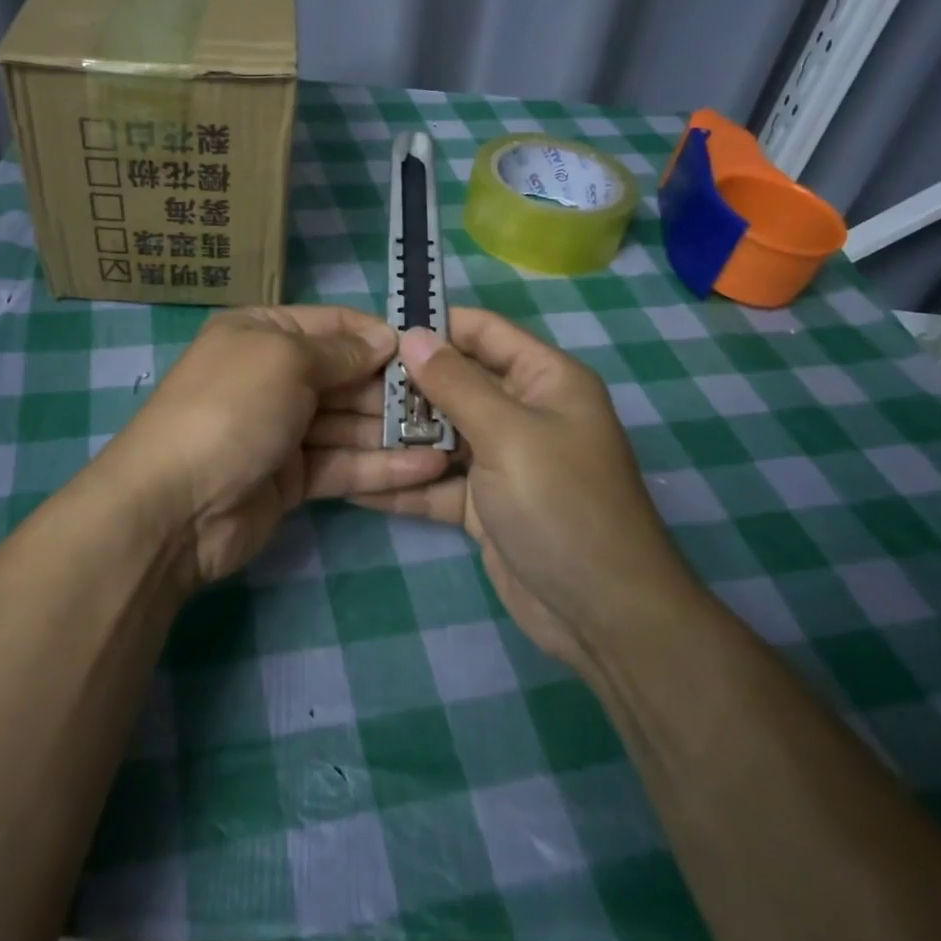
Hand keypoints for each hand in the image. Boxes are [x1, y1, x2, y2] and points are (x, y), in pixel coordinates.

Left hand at [98, 306, 450, 587]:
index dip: (379, 335)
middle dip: (395, 387)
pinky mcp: (292, 479)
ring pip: (349, 423)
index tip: (430, 350)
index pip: (333, 325)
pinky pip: (343, 464)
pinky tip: (429, 468)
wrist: (174, 506)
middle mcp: (273, 375)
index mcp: (263, 333)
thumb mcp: (285, 360)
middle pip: (346, 375)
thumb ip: (341, 351)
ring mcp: (282, 429)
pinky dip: (381, 466)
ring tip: (453, 437)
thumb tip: (385, 339)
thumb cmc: (231, 409)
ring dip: (396, 430)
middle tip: (451, 401)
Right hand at [350, 308, 694, 676]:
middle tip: (344, 385)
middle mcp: (523, 412)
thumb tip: (413, 335)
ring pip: (441, 435)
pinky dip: (404, 484)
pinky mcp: (484, 504)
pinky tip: (354, 484)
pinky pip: (437, 483)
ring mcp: (502, 461)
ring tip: (338, 428)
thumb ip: (456, 383)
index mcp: (545, 380)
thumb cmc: (561, 504)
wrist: (602, 615)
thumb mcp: (507, 434)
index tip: (378, 332)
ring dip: (398, 436)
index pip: (484, 332)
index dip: (436, 325)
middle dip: (406, 385)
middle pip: (456, 384)